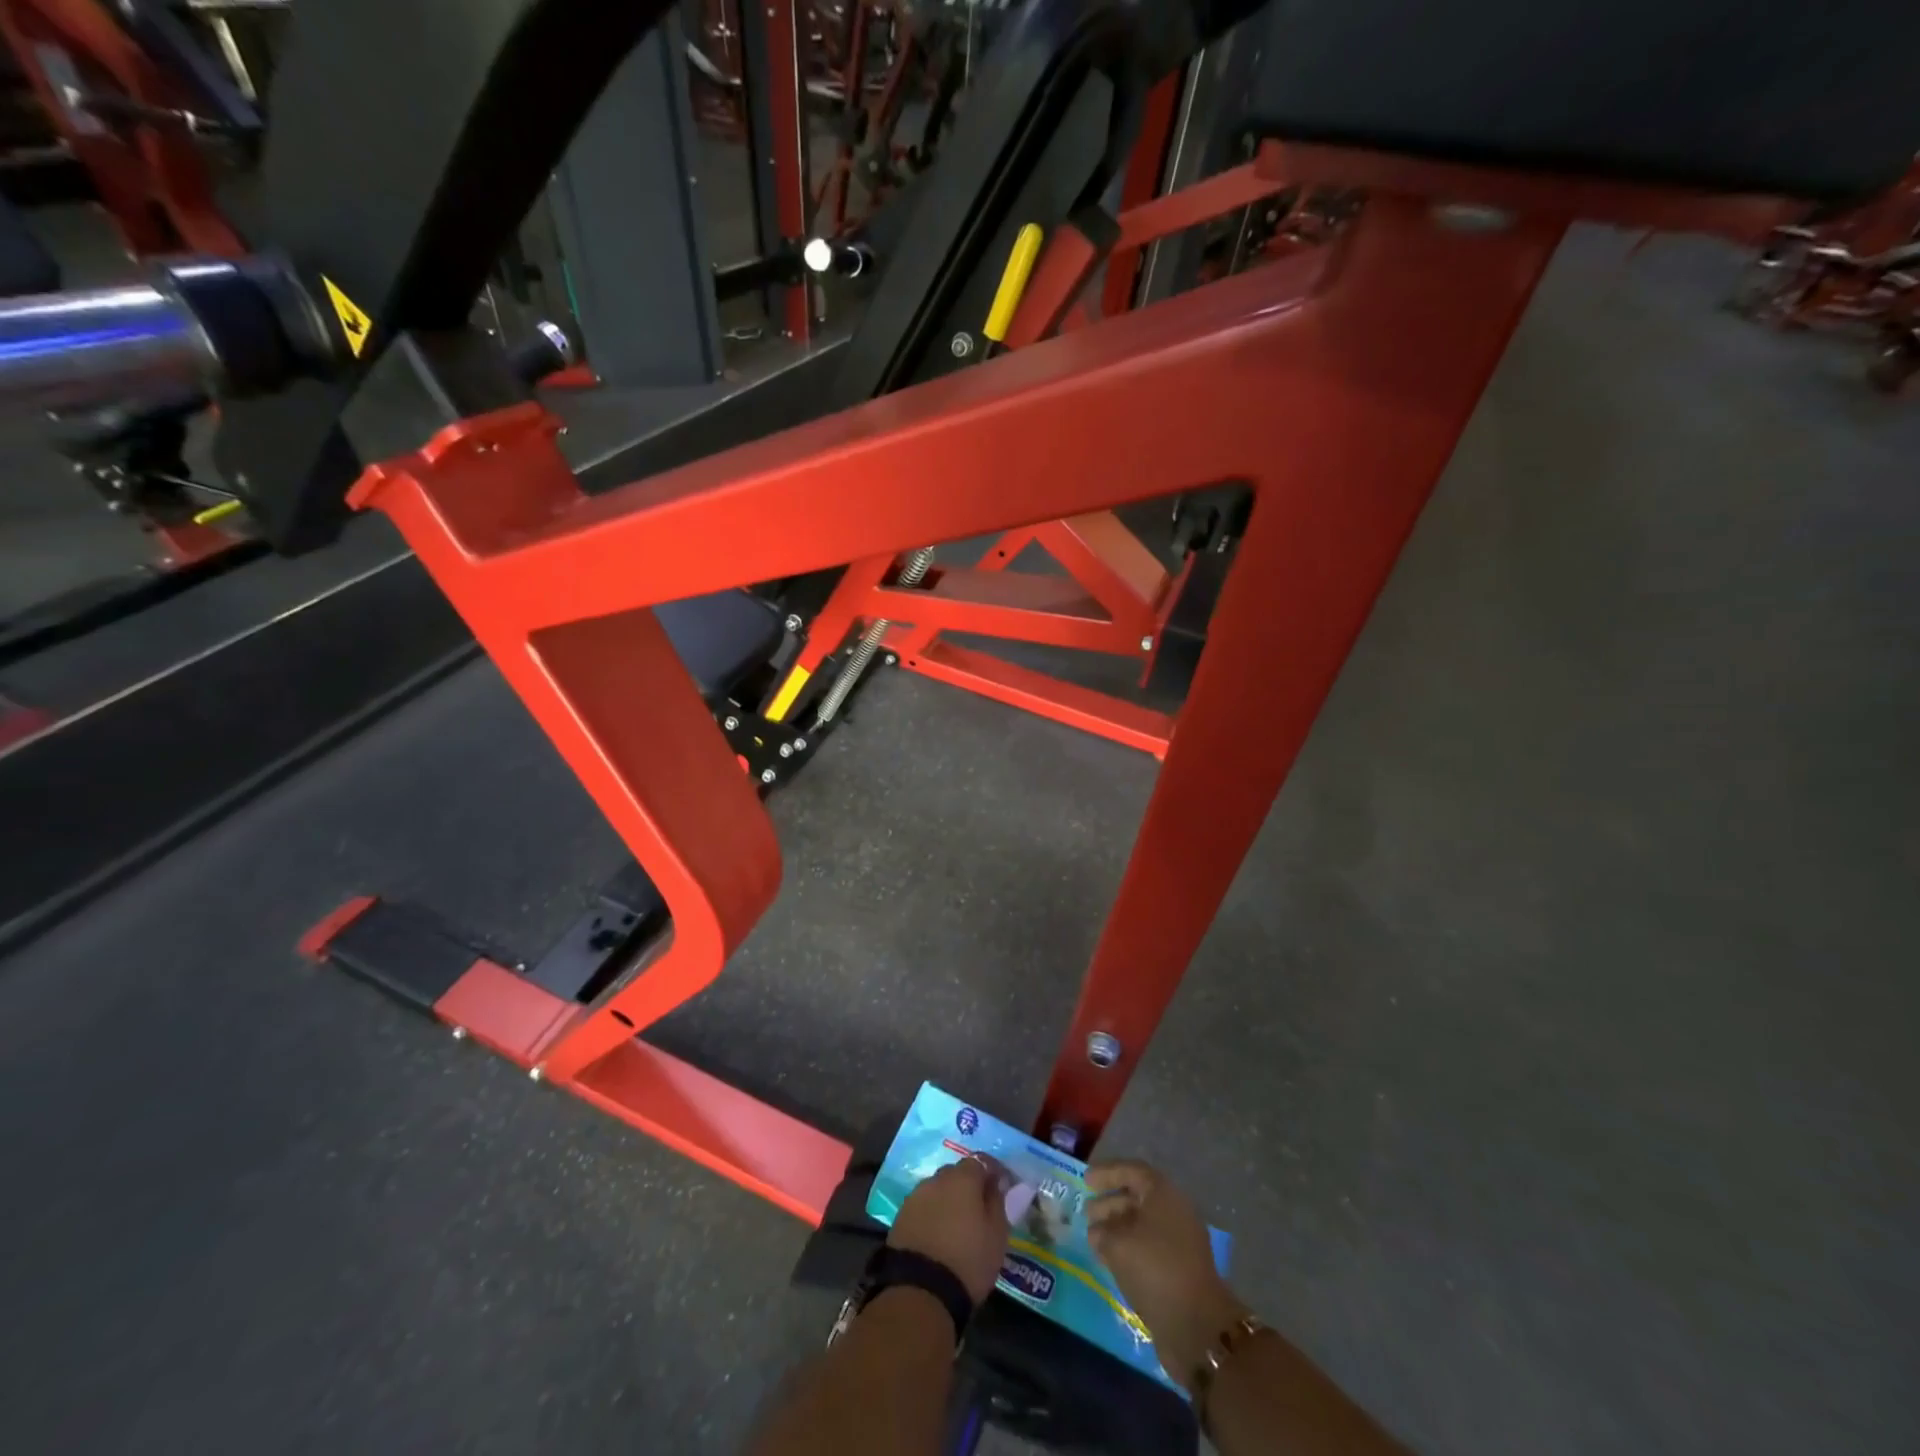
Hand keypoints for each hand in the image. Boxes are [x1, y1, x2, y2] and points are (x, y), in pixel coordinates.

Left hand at [888, 1158, 1012, 1303]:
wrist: (920, 1292)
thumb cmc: (968, 1261)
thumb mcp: (997, 1235)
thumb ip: (998, 1202)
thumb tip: (996, 1183)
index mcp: (963, 1178)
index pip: (981, 1161)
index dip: (993, 1171)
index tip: (1002, 1187)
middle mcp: (937, 1179)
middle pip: (956, 1173)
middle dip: (969, 1185)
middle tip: (979, 1209)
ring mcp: (915, 1196)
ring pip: (938, 1190)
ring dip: (949, 1200)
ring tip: (957, 1224)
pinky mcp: (900, 1217)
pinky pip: (923, 1207)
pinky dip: (933, 1214)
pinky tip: (938, 1234)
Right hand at [1086, 1159, 1248, 1388]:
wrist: (1197, 1324)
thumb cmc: (1154, 1268)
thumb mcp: (1118, 1244)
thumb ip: (1102, 1232)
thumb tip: (1097, 1231)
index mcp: (1164, 1194)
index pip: (1132, 1171)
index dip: (1107, 1173)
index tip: (1086, 1180)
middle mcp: (1174, 1211)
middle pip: (1138, 1197)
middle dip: (1110, 1203)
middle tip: (1086, 1212)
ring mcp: (1180, 1242)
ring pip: (1142, 1225)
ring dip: (1117, 1228)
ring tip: (1093, 1239)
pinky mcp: (1179, 1269)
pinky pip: (1148, 1247)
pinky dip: (1128, 1249)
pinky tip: (1109, 1260)